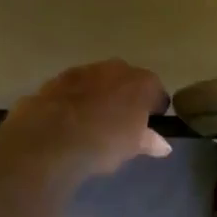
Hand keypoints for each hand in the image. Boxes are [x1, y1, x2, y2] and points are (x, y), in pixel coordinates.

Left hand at [0, 61, 171, 181]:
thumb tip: (164, 146)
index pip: (157, 92)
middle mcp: (116, 68)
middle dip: (126, 97)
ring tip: (92, 121)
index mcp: (142, 82)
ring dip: (99, 95)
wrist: (53, 138)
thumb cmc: (105, 142)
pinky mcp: (57, 79)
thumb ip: (150, 141)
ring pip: (98, 81)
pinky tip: (69, 120)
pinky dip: (74, 99)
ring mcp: (84, 70)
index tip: (149, 124)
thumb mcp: (133, 147)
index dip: (154, 109)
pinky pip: (73, 88)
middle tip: (121, 122)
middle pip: (127, 80)